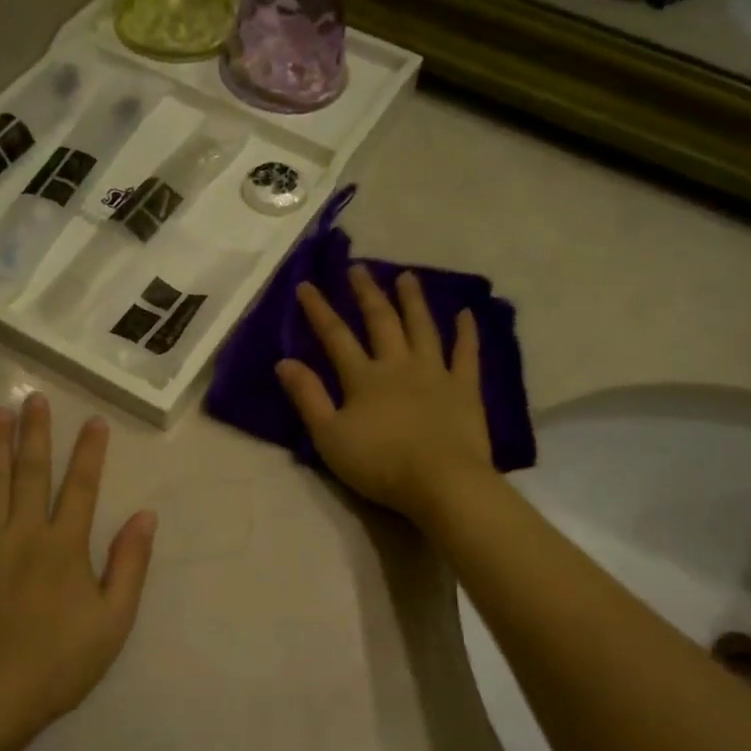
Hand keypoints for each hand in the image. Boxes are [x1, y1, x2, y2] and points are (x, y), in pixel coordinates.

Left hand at [0, 394, 156, 738]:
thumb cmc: (58, 663)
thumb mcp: (113, 621)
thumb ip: (130, 564)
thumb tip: (146, 516)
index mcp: (65, 546)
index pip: (82, 487)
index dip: (89, 453)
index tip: (94, 421)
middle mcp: (24, 532)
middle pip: (32, 473)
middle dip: (36, 434)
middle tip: (34, 399)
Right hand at [275, 265, 493, 520]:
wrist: (441, 482)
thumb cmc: (379, 464)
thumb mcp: (329, 436)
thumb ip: (307, 397)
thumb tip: (284, 361)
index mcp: (363, 378)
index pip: (336, 336)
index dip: (319, 310)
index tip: (306, 285)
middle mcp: (398, 365)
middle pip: (381, 322)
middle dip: (366, 293)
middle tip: (358, 268)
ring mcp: (435, 373)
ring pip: (422, 328)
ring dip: (413, 301)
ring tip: (406, 276)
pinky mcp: (465, 389)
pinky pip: (466, 354)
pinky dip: (466, 332)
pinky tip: (466, 313)